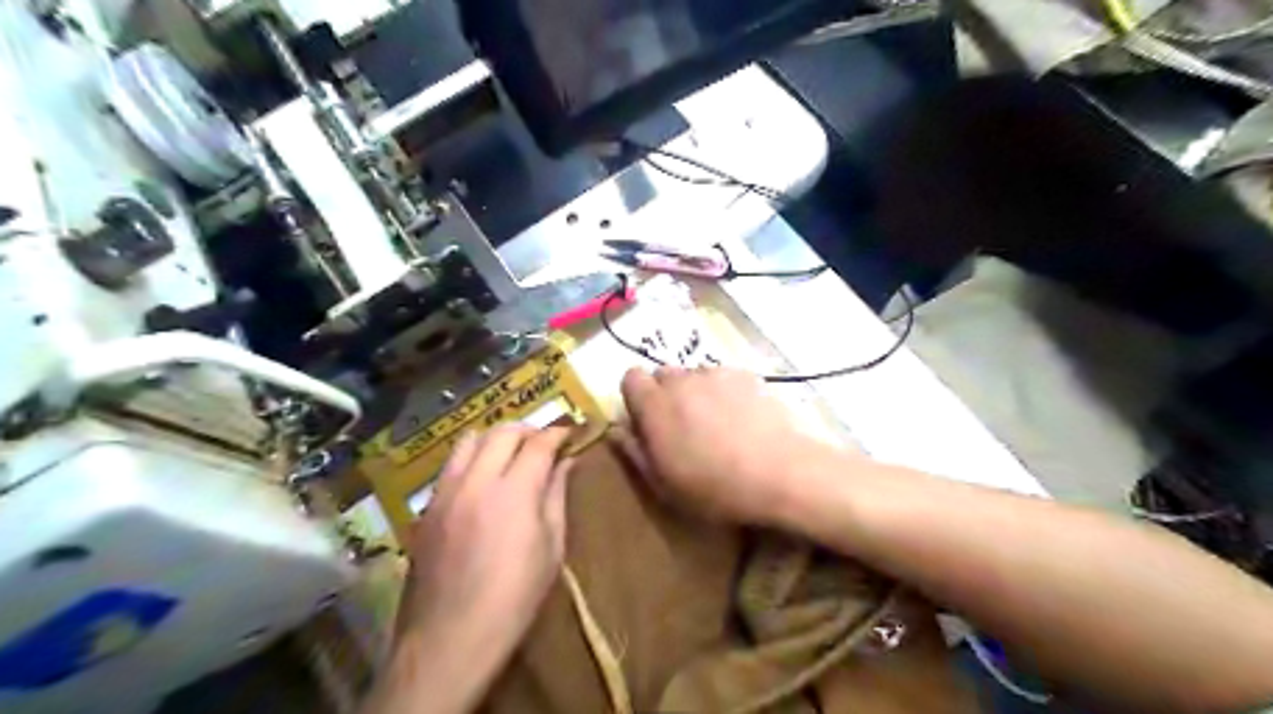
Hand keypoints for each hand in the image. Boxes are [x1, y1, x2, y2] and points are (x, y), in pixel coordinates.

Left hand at [377, 423, 570, 712]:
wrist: (449, 639)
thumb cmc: (514, 599)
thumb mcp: (551, 548)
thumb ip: (557, 496)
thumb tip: (566, 462)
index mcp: (513, 492)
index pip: (538, 443)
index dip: (558, 433)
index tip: (570, 434)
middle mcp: (475, 481)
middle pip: (502, 431)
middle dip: (528, 430)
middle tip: (544, 444)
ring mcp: (445, 492)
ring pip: (469, 439)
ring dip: (496, 438)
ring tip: (511, 455)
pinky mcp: (427, 507)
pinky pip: (451, 465)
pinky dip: (472, 459)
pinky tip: (483, 482)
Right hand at [616, 368, 836, 524]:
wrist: (782, 472)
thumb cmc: (716, 488)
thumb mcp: (664, 484)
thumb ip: (634, 452)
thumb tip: (617, 430)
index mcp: (655, 404)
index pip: (630, 377)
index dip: (636, 398)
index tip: (646, 422)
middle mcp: (683, 379)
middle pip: (663, 374)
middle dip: (665, 395)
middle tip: (681, 427)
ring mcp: (717, 374)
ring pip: (695, 376)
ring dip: (696, 393)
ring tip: (717, 425)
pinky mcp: (747, 375)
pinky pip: (724, 378)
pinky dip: (725, 393)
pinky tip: (743, 420)